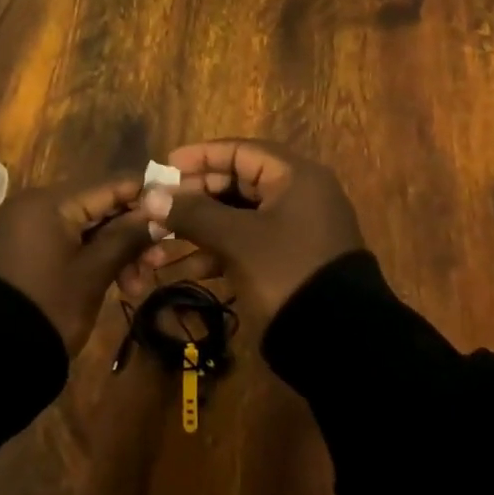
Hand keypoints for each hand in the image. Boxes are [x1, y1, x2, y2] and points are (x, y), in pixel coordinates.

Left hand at [0, 175, 151, 356]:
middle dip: (131, 232)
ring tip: (138, 285)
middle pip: (99, 206)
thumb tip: (160, 210)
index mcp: (50, 201)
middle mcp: (36, 203)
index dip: (146, 196)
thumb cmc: (50, 307)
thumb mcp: (94, 272)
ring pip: (86, 226)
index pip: (110, 185)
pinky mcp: (27, 248)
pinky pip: (69, 241)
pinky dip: (93, 257)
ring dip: (116, 250)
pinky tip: (119, 282)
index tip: (177, 212)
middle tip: (159, 261)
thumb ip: (128, 236)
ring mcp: (29, 227)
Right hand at [135, 139, 363, 319]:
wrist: (341, 343)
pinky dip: (215, 254)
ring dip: (198, 230)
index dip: (200, 157)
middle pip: (236, 184)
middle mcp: (297, 196)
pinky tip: (182, 271)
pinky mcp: (287, 262)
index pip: (240, 151)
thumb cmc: (287, 272)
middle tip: (158, 208)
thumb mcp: (236, 239)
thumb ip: (193, 213)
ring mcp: (294, 231)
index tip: (165, 167)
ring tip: (159, 243)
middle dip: (193, 198)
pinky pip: (245, 246)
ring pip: (236, 218)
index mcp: (295, 176)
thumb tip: (152, 196)